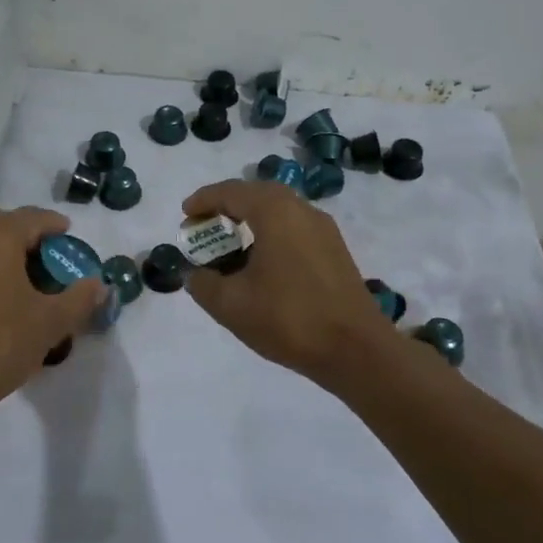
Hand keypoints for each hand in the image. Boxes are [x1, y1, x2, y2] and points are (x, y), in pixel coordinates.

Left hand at [0, 207, 106, 421]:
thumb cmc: (0, 341)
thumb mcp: (51, 321)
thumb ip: (80, 298)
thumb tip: (100, 285)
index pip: (34, 218)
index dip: (56, 227)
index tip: (71, 239)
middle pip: (7, 227)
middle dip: (32, 241)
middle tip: (54, 262)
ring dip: (8, 256)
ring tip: (31, 281)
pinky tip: (3, 296)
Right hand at [179, 180, 401, 387]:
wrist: (357, 350)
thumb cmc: (288, 319)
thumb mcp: (231, 305)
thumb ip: (202, 284)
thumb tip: (195, 273)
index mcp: (275, 212)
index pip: (231, 192)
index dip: (203, 200)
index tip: (185, 216)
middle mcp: (301, 210)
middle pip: (256, 194)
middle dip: (226, 206)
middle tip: (204, 226)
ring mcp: (323, 229)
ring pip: (278, 210)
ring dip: (250, 219)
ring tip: (229, 243)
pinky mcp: (334, 249)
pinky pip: (294, 227)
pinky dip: (270, 233)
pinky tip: (260, 262)